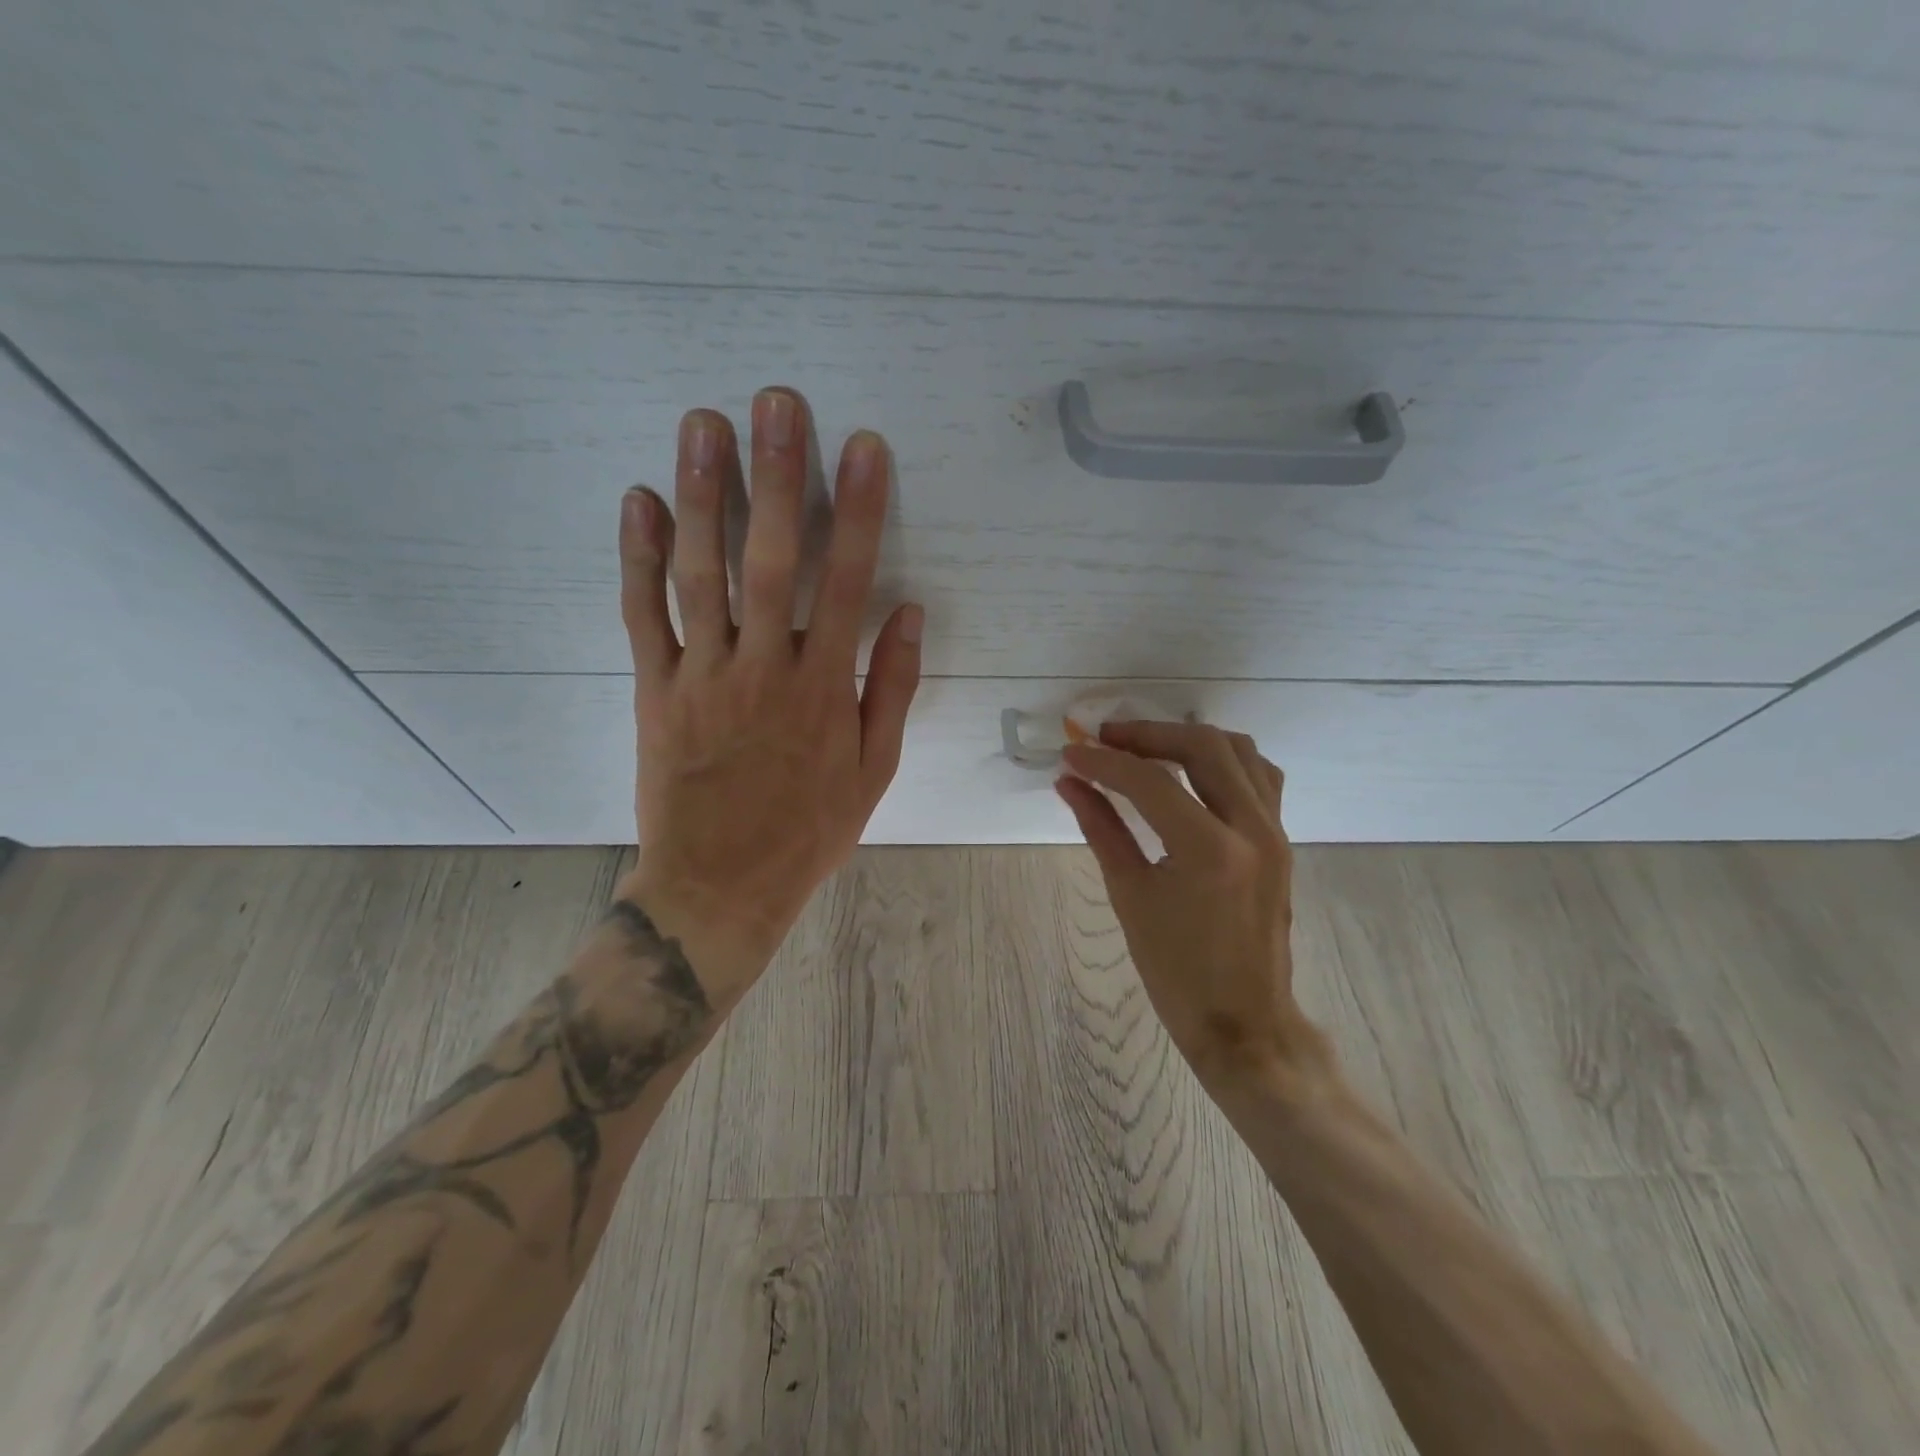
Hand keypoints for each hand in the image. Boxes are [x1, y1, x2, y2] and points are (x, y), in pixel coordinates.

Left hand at [616, 386, 922, 1010]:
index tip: (864, 447)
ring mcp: (702, 676)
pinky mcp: (654, 691)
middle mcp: (763, 669)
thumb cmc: (808, 832)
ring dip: (703, 495)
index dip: (858, 511)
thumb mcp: (873, 772)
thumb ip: (891, 689)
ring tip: (703, 424)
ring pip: (700, 574)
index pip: (847, 582)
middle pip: (769, 559)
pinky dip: (637, 558)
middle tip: (775, 401)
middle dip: (776, 475)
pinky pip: (643, 617)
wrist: (719, 888)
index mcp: (824, 689)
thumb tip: (908, 613)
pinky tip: (640, 500)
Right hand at [1057, 722, 1334, 1103]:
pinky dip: (1222, 759)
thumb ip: (1101, 828)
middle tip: (1106, 739)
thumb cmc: (1177, 971)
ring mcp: (1275, 832)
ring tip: (1146, 747)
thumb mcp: (1130, 896)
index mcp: (1209, 850)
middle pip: (1202, 746)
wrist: (1242, 1022)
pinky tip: (1192, 770)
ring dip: (1188, 738)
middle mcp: (1252, 829)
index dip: (1104, 762)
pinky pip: (1259, 776)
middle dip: (1148, 734)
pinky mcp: (1281, 841)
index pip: (1150, 781)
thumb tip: (1070, 783)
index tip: (1071, 753)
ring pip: (1239, 751)